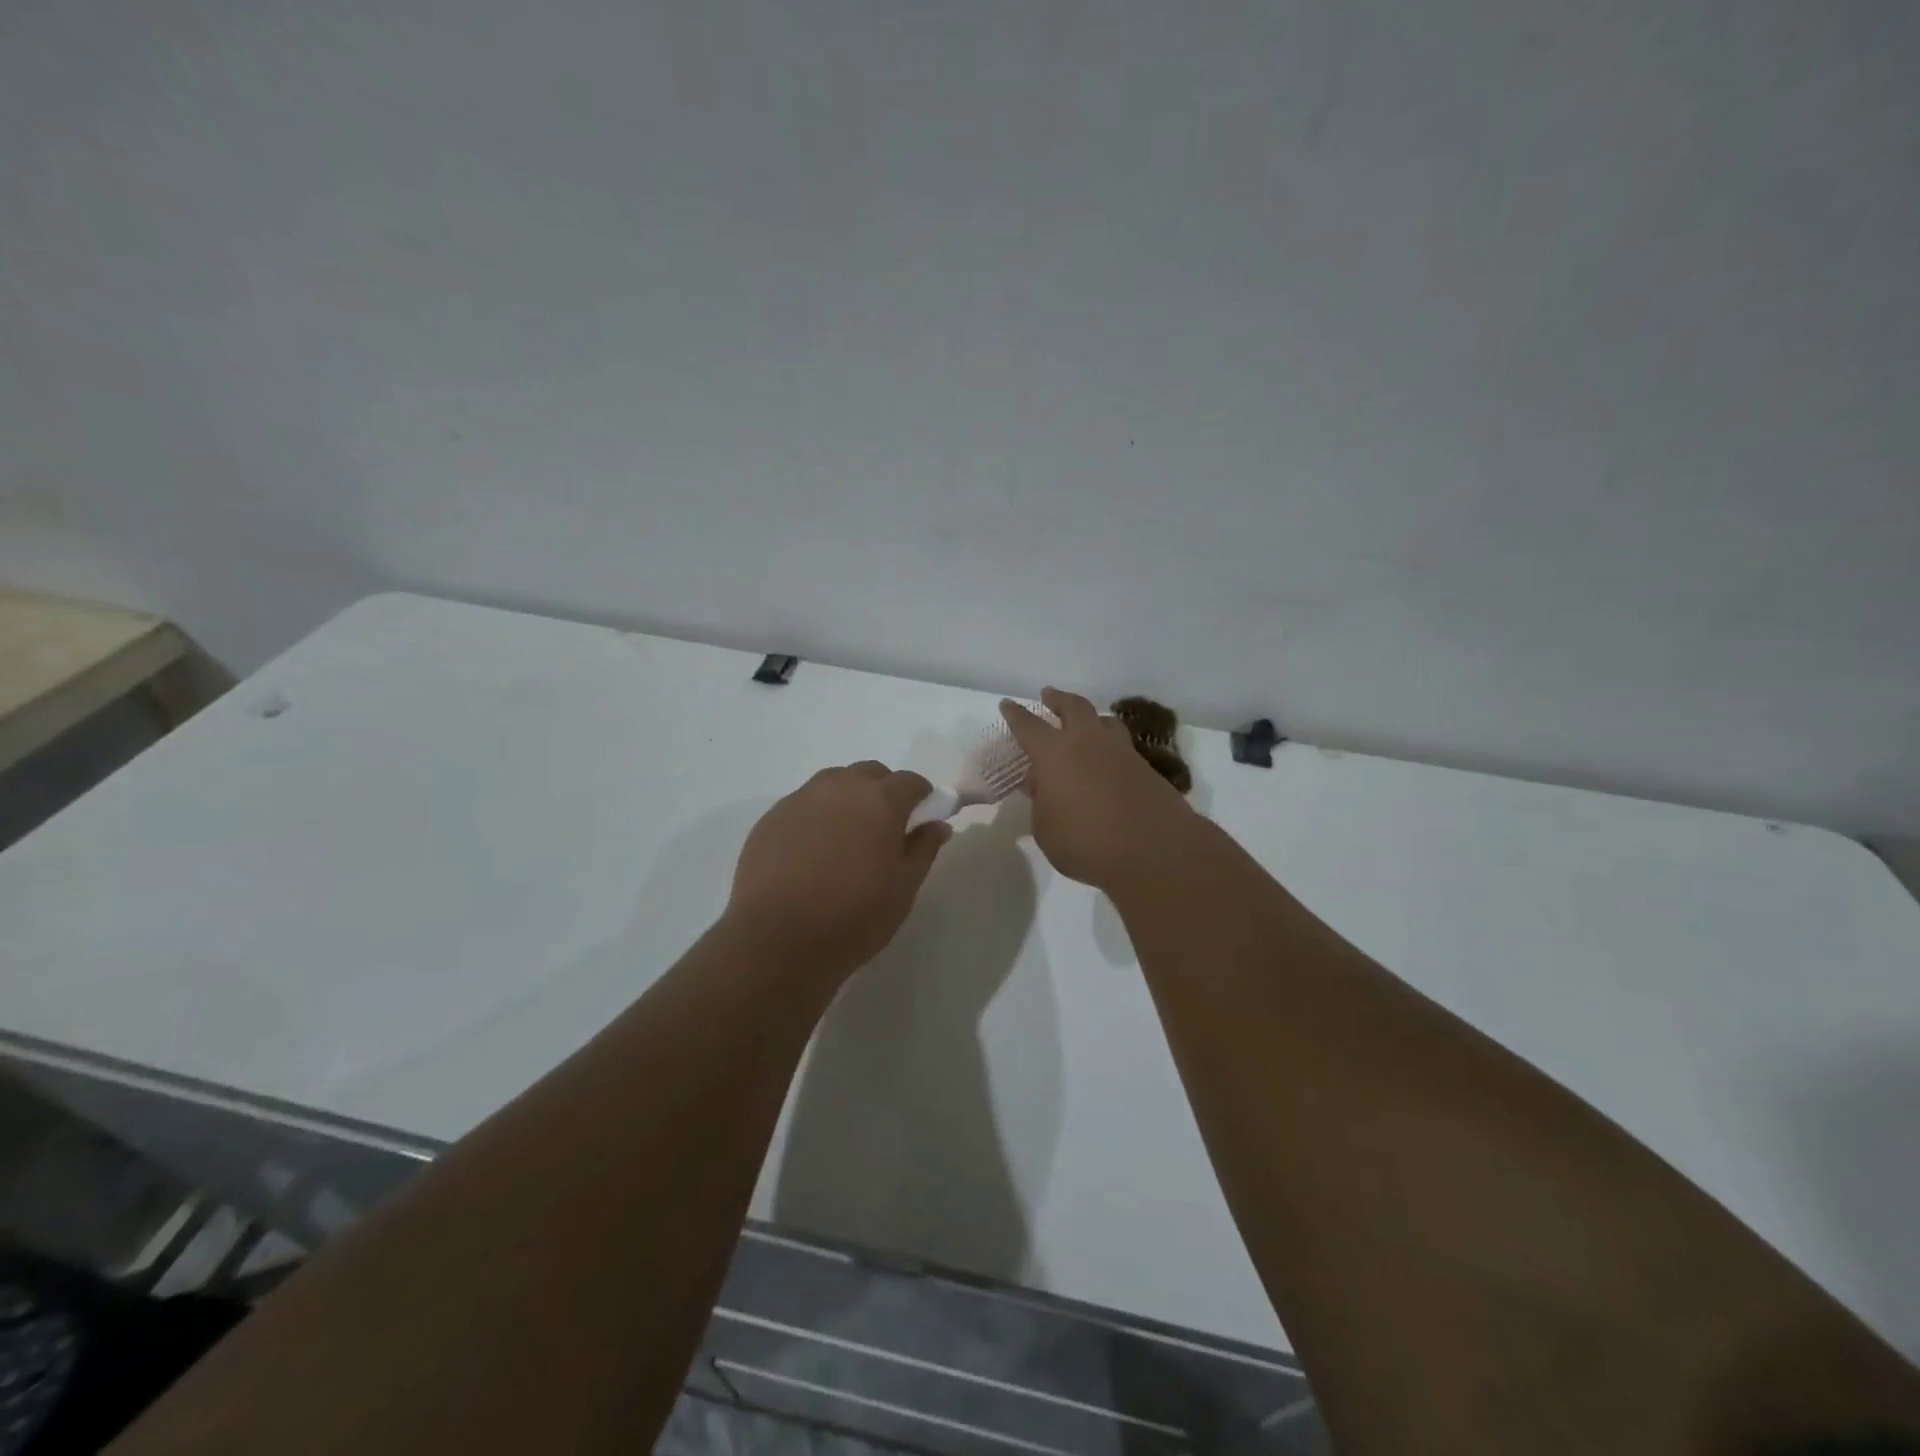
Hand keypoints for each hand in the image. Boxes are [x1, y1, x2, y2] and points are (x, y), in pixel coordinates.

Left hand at [727, 762, 951, 972]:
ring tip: (847, 838)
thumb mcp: (903, 889)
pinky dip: (817, 816)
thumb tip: (937, 825)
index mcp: (880, 800)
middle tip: (885, 830)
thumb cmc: (853, 916)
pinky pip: (804, 804)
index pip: (911, 781)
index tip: (923, 820)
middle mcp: (840, 787)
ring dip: (849, 798)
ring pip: (834, 783)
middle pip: (870, 774)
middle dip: (884, 792)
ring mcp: (801, 799)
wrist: (776, 939)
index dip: (922, 797)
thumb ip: (923, 849)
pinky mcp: (772, 817)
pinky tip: (813, 852)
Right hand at [1001, 688, 1198, 891]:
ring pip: (1105, 721)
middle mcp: (1088, 742)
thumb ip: (1041, 804)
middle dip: (1058, 699)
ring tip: (1085, 723)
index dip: (1016, 715)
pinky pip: (1123, 746)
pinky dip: (1110, 746)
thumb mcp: (1046, 830)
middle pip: (1073, 707)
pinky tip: (1107, 761)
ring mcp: (1122, 752)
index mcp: (1055, 754)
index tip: (1007, 704)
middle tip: (1049, 695)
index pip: (1029, 726)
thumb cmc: (1086, 842)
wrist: (1154, 851)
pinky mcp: (1146, 768)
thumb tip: (1044, 785)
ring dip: (1091, 718)